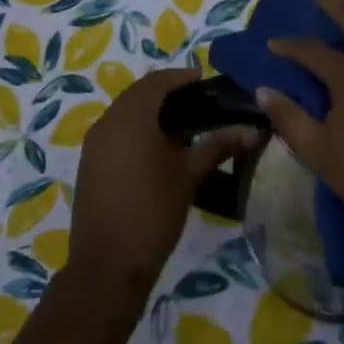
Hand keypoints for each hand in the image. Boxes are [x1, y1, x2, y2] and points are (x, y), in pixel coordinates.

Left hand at [67, 67, 259, 291]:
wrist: (108, 267)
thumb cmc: (153, 211)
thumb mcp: (190, 174)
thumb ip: (219, 145)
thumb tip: (253, 129)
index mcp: (131, 116)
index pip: (157, 81)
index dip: (182, 77)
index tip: (205, 80)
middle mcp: (107, 122)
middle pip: (139, 94)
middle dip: (168, 93)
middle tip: (198, 101)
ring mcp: (94, 144)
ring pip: (126, 113)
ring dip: (152, 112)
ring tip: (184, 126)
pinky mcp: (90, 165)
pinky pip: (116, 133)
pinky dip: (137, 130)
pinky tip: (160, 150)